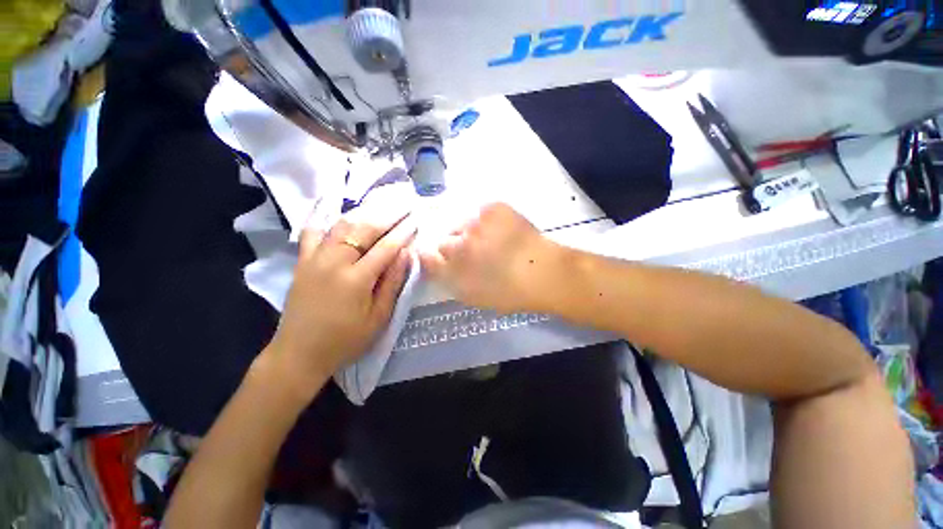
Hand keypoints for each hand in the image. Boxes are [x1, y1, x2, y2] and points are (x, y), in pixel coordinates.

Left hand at [267, 192, 415, 400]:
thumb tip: (405, 254)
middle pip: (363, 229)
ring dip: (363, 214)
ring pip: (340, 226)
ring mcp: (314, 259)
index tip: (415, 221)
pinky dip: (325, 219)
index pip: (386, 248)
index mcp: (356, 279)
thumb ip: (392, 283)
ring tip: (380, 208)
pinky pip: (312, 232)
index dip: (403, 233)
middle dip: (386, 216)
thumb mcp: (378, 317)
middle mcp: (334, 262)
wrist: (299, 353)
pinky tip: (334, 210)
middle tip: (403, 207)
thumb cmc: (346, 340)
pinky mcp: (302, 262)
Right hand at [419, 203, 560, 313]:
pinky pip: (482, 213)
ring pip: (464, 225)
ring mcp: (476, 223)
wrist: (543, 272)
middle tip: (478, 255)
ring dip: (472, 233)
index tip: (444, 260)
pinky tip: (503, 230)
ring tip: (493, 242)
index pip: (428, 257)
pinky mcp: (493, 208)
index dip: (434, 258)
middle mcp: (458, 244)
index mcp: (452, 269)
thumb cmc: (509, 292)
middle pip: (446, 240)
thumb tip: (433, 263)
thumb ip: (448, 280)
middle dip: (457, 248)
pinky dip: (489, 220)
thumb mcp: (473, 296)